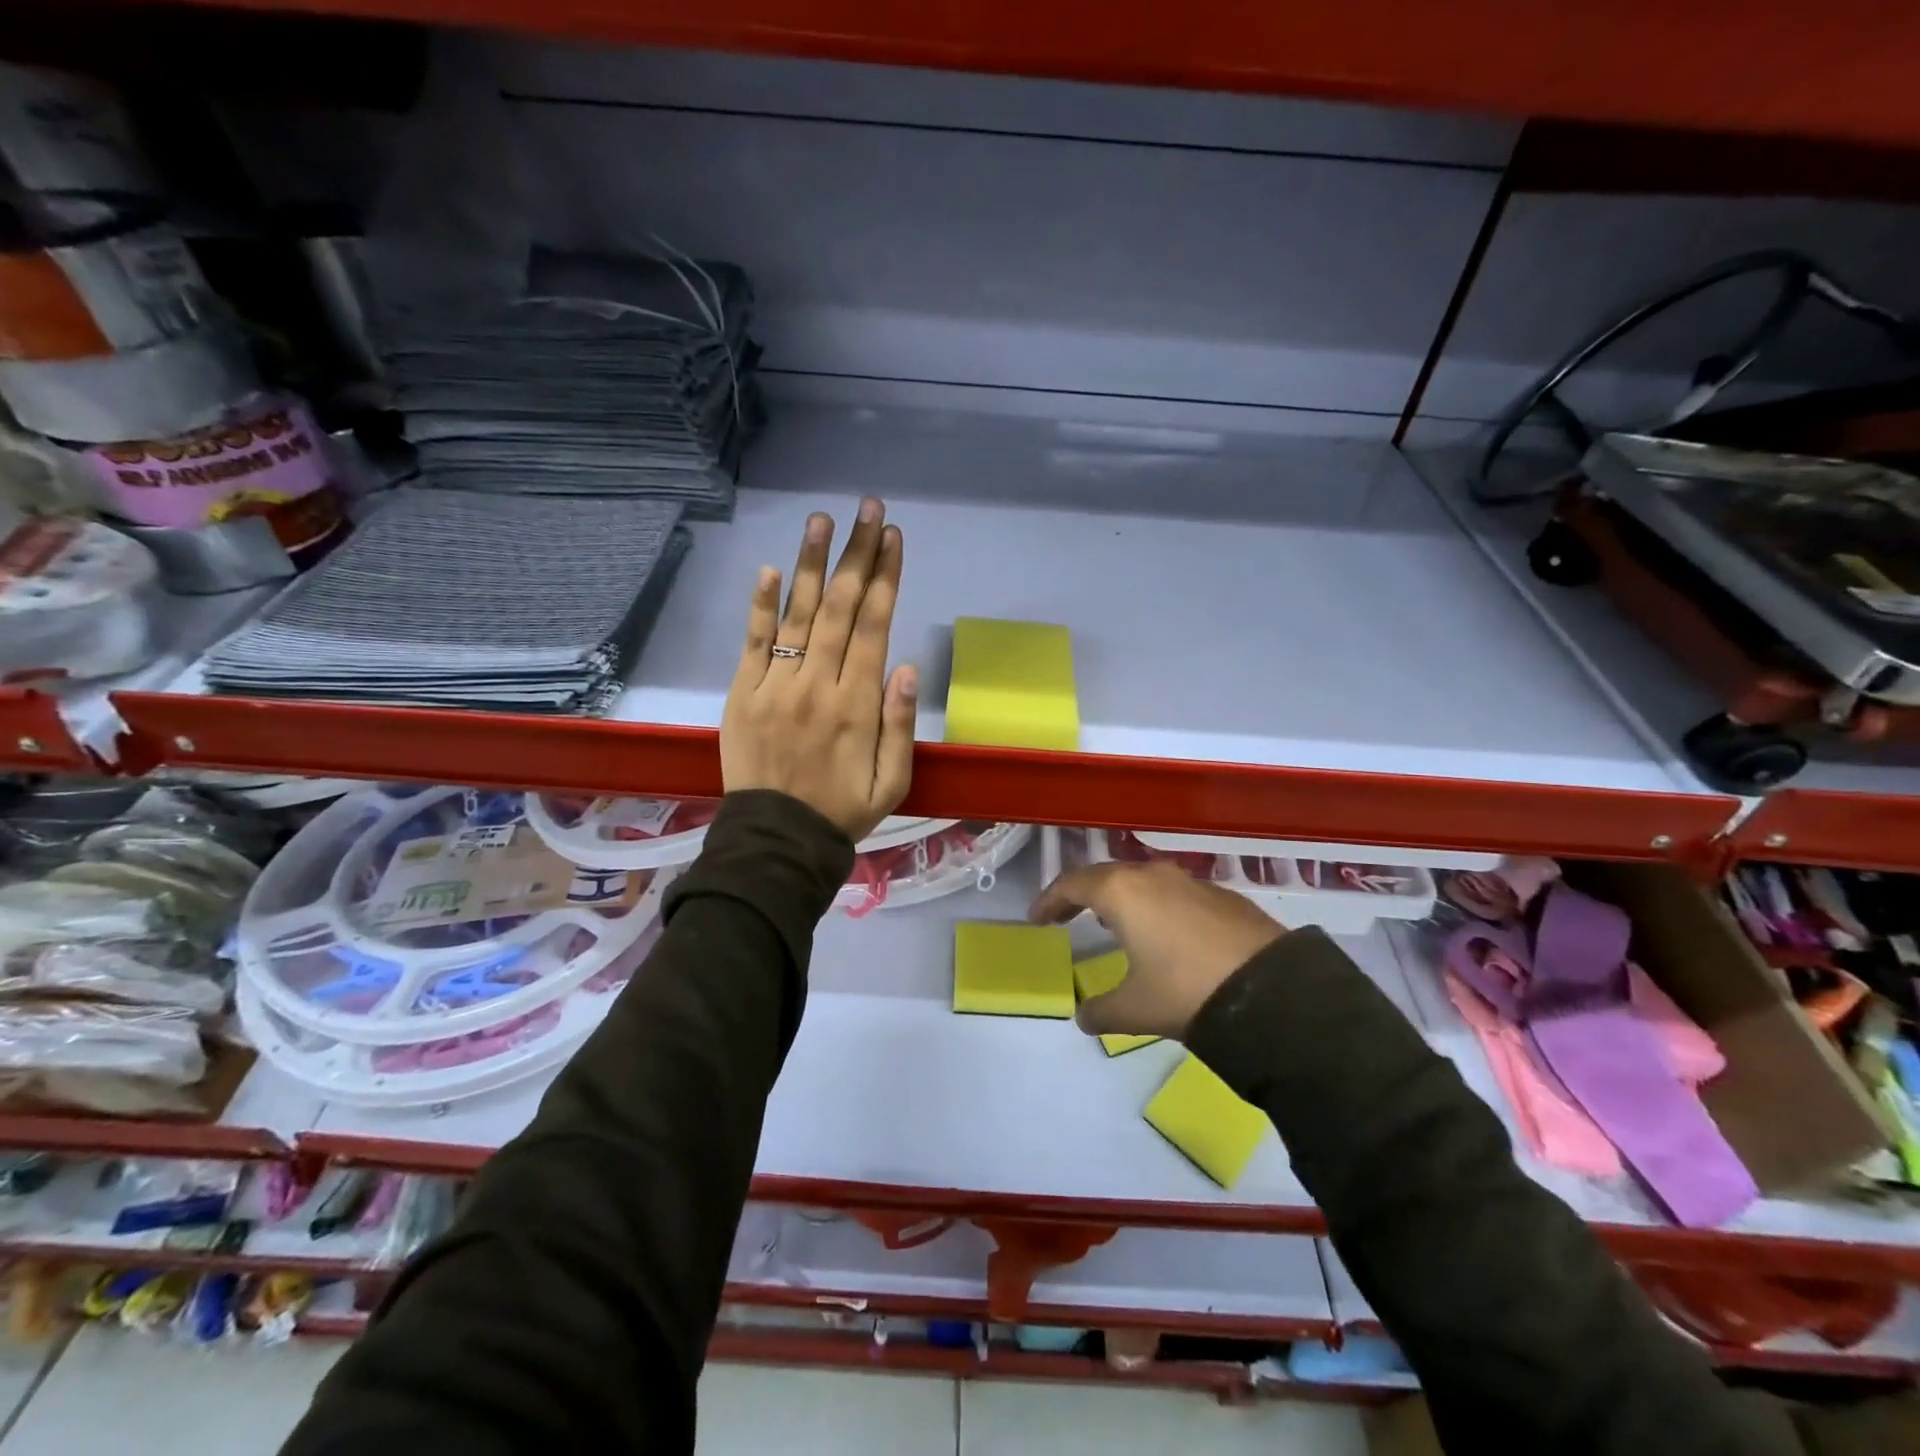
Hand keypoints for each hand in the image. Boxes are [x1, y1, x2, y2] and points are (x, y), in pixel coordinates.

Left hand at [721, 497, 917, 841]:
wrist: (776, 841)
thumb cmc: (842, 811)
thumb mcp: (892, 782)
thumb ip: (900, 725)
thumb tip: (906, 667)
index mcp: (858, 704)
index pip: (874, 626)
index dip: (885, 577)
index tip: (893, 537)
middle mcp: (818, 684)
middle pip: (841, 608)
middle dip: (857, 554)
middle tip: (867, 509)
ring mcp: (776, 686)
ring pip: (799, 614)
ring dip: (812, 564)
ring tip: (822, 520)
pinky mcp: (742, 693)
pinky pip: (754, 642)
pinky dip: (762, 605)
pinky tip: (772, 569)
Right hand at [1029, 862, 1284, 1040]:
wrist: (1272, 993)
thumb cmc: (1185, 992)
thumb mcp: (1134, 1009)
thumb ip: (1100, 1011)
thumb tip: (1084, 1016)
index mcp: (1122, 892)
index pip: (1072, 884)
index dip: (1049, 900)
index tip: (1037, 919)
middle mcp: (1153, 876)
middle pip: (1106, 875)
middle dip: (1082, 894)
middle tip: (1066, 915)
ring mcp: (1191, 882)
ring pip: (1143, 880)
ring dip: (1122, 898)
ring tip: (1113, 922)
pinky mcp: (1223, 896)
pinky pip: (1175, 893)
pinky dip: (1157, 906)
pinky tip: (1166, 934)